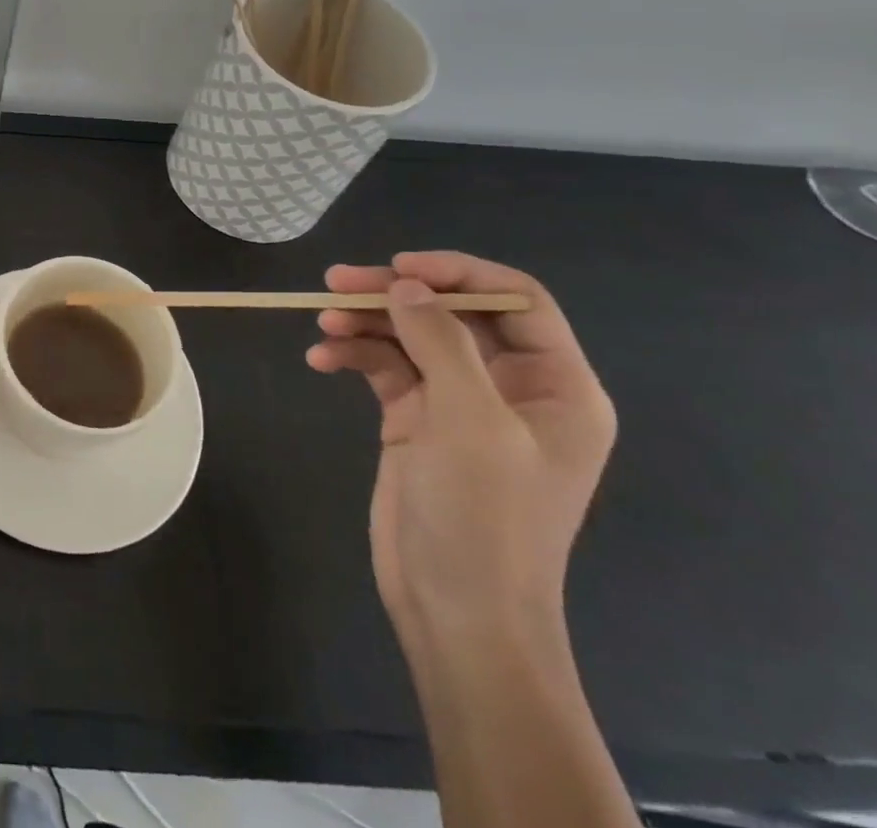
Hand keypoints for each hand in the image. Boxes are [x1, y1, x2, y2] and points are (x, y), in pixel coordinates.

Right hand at [307, 252, 615, 644]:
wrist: (457, 609)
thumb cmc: (485, 517)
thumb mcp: (470, 422)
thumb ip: (440, 342)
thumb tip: (405, 284)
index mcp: (556, 386)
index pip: (517, 301)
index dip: (459, 273)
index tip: (398, 268)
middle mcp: (510, 387)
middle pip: (452, 313)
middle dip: (394, 295)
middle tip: (335, 283)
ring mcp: (460, 404)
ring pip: (410, 336)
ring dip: (365, 324)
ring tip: (323, 325)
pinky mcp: (417, 420)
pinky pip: (384, 368)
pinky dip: (353, 356)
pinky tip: (320, 360)